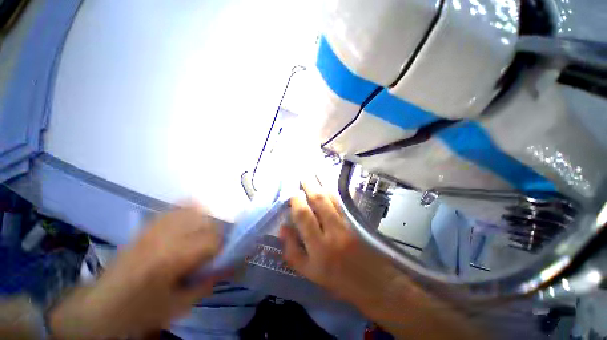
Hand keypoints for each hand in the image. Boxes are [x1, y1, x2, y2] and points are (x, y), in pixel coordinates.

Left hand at [49, 205, 223, 338]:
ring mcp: (156, 227)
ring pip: (194, 210)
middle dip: (219, 232)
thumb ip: (209, 283)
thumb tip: (232, 266)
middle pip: (207, 222)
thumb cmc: (141, 311)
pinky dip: (191, 209)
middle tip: (218, 246)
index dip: (225, 246)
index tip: (227, 253)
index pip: (213, 240)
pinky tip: (194, 218)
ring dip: (207, 219)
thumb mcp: (179, 305)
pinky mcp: (149, 226)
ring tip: (208, 233)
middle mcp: (166, 236)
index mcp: (172, 257)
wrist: (101, 306)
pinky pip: (176, 208)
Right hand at [278, 179, 401, 311]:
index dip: (296, 201)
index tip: (292, 192)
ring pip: (332, 198)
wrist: (373, 283)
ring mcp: (347, 224)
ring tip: (315, 172)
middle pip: (319, 201)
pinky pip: (342, 202)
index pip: (304, 216)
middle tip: (303, 173)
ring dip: (322, 183)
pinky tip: (330, 183)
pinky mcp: (356, 221)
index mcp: (318, 247)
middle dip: (310, 185)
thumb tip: (282, 227)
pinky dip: (334, 191)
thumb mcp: (309, 273)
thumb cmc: (337, 280)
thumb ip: (292, 250)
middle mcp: (333, 232)